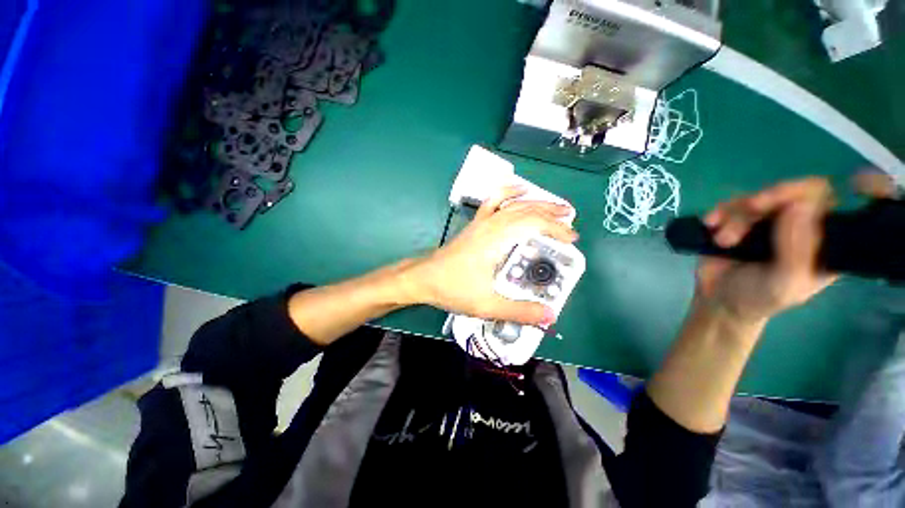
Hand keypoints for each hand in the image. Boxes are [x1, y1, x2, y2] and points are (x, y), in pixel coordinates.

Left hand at [406, 186, 577, 325]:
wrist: (424, 278)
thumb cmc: (453, 288)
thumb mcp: (488, 305)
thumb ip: (519, 311)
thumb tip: (550, 316)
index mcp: (496, 239)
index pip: (533, 223)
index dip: (555, 228)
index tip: (571, 239)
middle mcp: (491, 225)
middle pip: (526, 210)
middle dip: (552, 213)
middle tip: (570, 220)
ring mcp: (481, 222)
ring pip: (513, 203)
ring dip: (536, 202)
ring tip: (554, 207)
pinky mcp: (475, 224)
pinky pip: (493, 201)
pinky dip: (508, 193)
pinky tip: (518, 192)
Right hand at [698, 177, 837, 323]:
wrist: (718, 301)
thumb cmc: (757, 298)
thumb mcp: (784, 283)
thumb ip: (796, 251)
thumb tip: (799, 205)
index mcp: (821, 240)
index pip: (827, 202)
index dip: (811, 194)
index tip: (789, 203)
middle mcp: (797, 224)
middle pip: (792, 192)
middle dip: (770, 198)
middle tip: (752, 207)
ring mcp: (766, 221)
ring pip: (756, 198)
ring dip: (736, 217)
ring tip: (722, 241)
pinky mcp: (738, 220)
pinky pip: (730, 204)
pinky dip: (719, 212)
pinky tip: (710, 224)